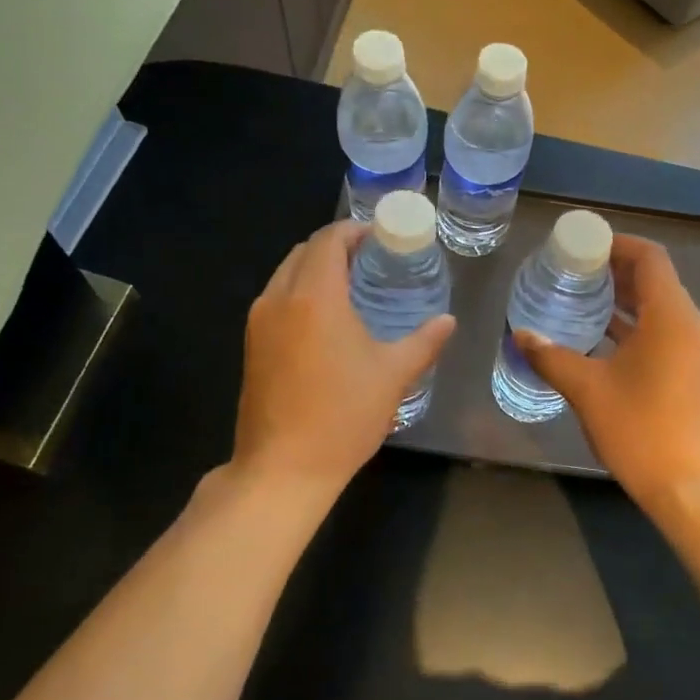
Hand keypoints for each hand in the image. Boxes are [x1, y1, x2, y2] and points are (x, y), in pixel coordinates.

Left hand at [231, 220, 455, 496]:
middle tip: (371, 261)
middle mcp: (279, 298)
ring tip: (351, 286)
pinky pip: (276, 298)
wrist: (283, 468)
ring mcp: (259, 322)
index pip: (329, 240)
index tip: (380, 238)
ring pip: (286, 274)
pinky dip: (300, 291)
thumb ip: (424, 341)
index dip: (354, 231)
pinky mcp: (251, 345)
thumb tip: (448, 321)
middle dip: (336, 247)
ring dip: (315, 269)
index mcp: (315, 297)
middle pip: (304, 251)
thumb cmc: (343, 416)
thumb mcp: (393, 376)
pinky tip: (326, 318)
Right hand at [516, 235, 699, 507]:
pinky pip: (663, 331)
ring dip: (624, 299)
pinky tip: (600, 336)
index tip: (582, 245)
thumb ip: (551, 357)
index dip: (617, 244)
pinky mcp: (693, 370)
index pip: (650, 258)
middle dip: (615, 270)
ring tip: (581, 297)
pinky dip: (635, 325)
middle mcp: (690, 324)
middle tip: (572, 270)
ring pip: (659, 307)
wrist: (688, 486)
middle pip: (655, 280)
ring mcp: (696, 349)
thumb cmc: (639, 429)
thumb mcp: (587, 389)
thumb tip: (520, 335)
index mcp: (671, 317)